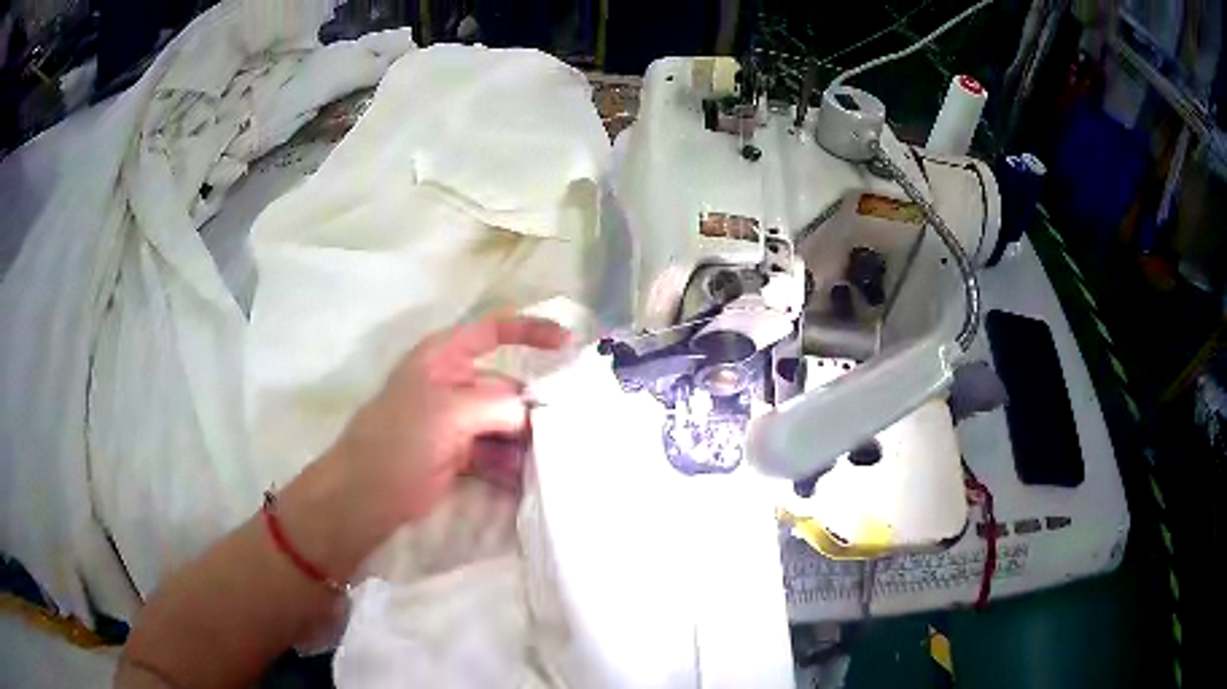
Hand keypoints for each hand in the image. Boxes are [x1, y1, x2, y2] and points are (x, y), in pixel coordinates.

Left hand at [333, 315, 568, 526]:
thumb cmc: (399, 440)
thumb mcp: (448, 412)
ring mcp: (457, 422)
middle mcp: (453, 384)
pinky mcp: (460, 454)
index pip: (493, 331)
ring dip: (527, 441)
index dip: (530, 331)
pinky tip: (531, 480)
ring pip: (504, 423)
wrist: (367, 494)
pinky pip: (496, 453)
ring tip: (554, 459)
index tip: (568, 344)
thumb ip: (497, 405)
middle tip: (567, 429)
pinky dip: (513, 465)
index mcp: (444, 358)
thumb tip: (530, 415)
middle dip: (534, 407)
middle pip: (506, 386)